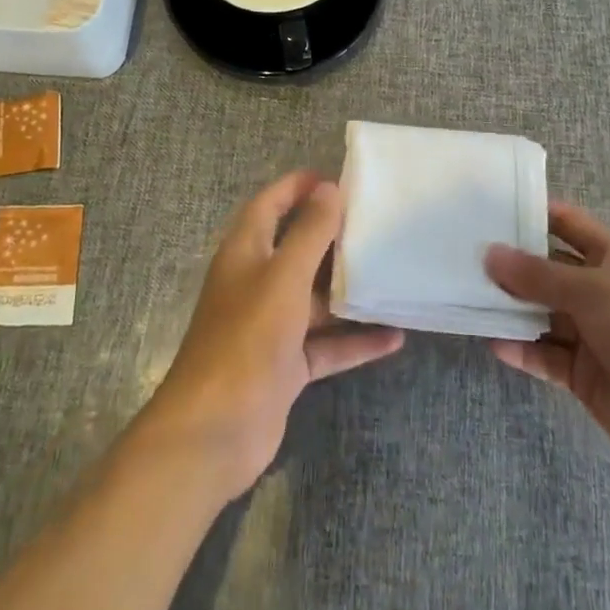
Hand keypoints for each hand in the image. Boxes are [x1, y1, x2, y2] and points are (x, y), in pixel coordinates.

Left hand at [138, 170, 403, 500]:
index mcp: (246, 251)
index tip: (338, 178)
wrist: (215, 430)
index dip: (298, 186)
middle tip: (376, 223)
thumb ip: (309, 233)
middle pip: (297, 248)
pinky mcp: (286, 364)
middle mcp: (257, 282)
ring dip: (349, 290)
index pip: (270, 204)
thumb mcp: (284, 277)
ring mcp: (271, 326)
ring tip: (392, 273)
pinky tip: (394, 337)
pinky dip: (355, 341)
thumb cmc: (247, 337)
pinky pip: (326, 344)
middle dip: (332, 236)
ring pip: (315, 298)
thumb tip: (329, 189)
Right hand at [485, 201, 609, 477]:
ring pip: (542, 313)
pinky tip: (492, 342)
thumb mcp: (590, 289)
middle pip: (548, 270)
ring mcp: (591, 333)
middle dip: (512, 264)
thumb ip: (536, 275)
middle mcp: (599, 290)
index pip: (568, 223)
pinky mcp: (583, 373)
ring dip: (511, 308)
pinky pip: (545, 354)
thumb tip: (489, 254)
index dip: (534, 213)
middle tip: (465, 253)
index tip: (491, 208)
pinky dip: (521, 349)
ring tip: (468, 296)